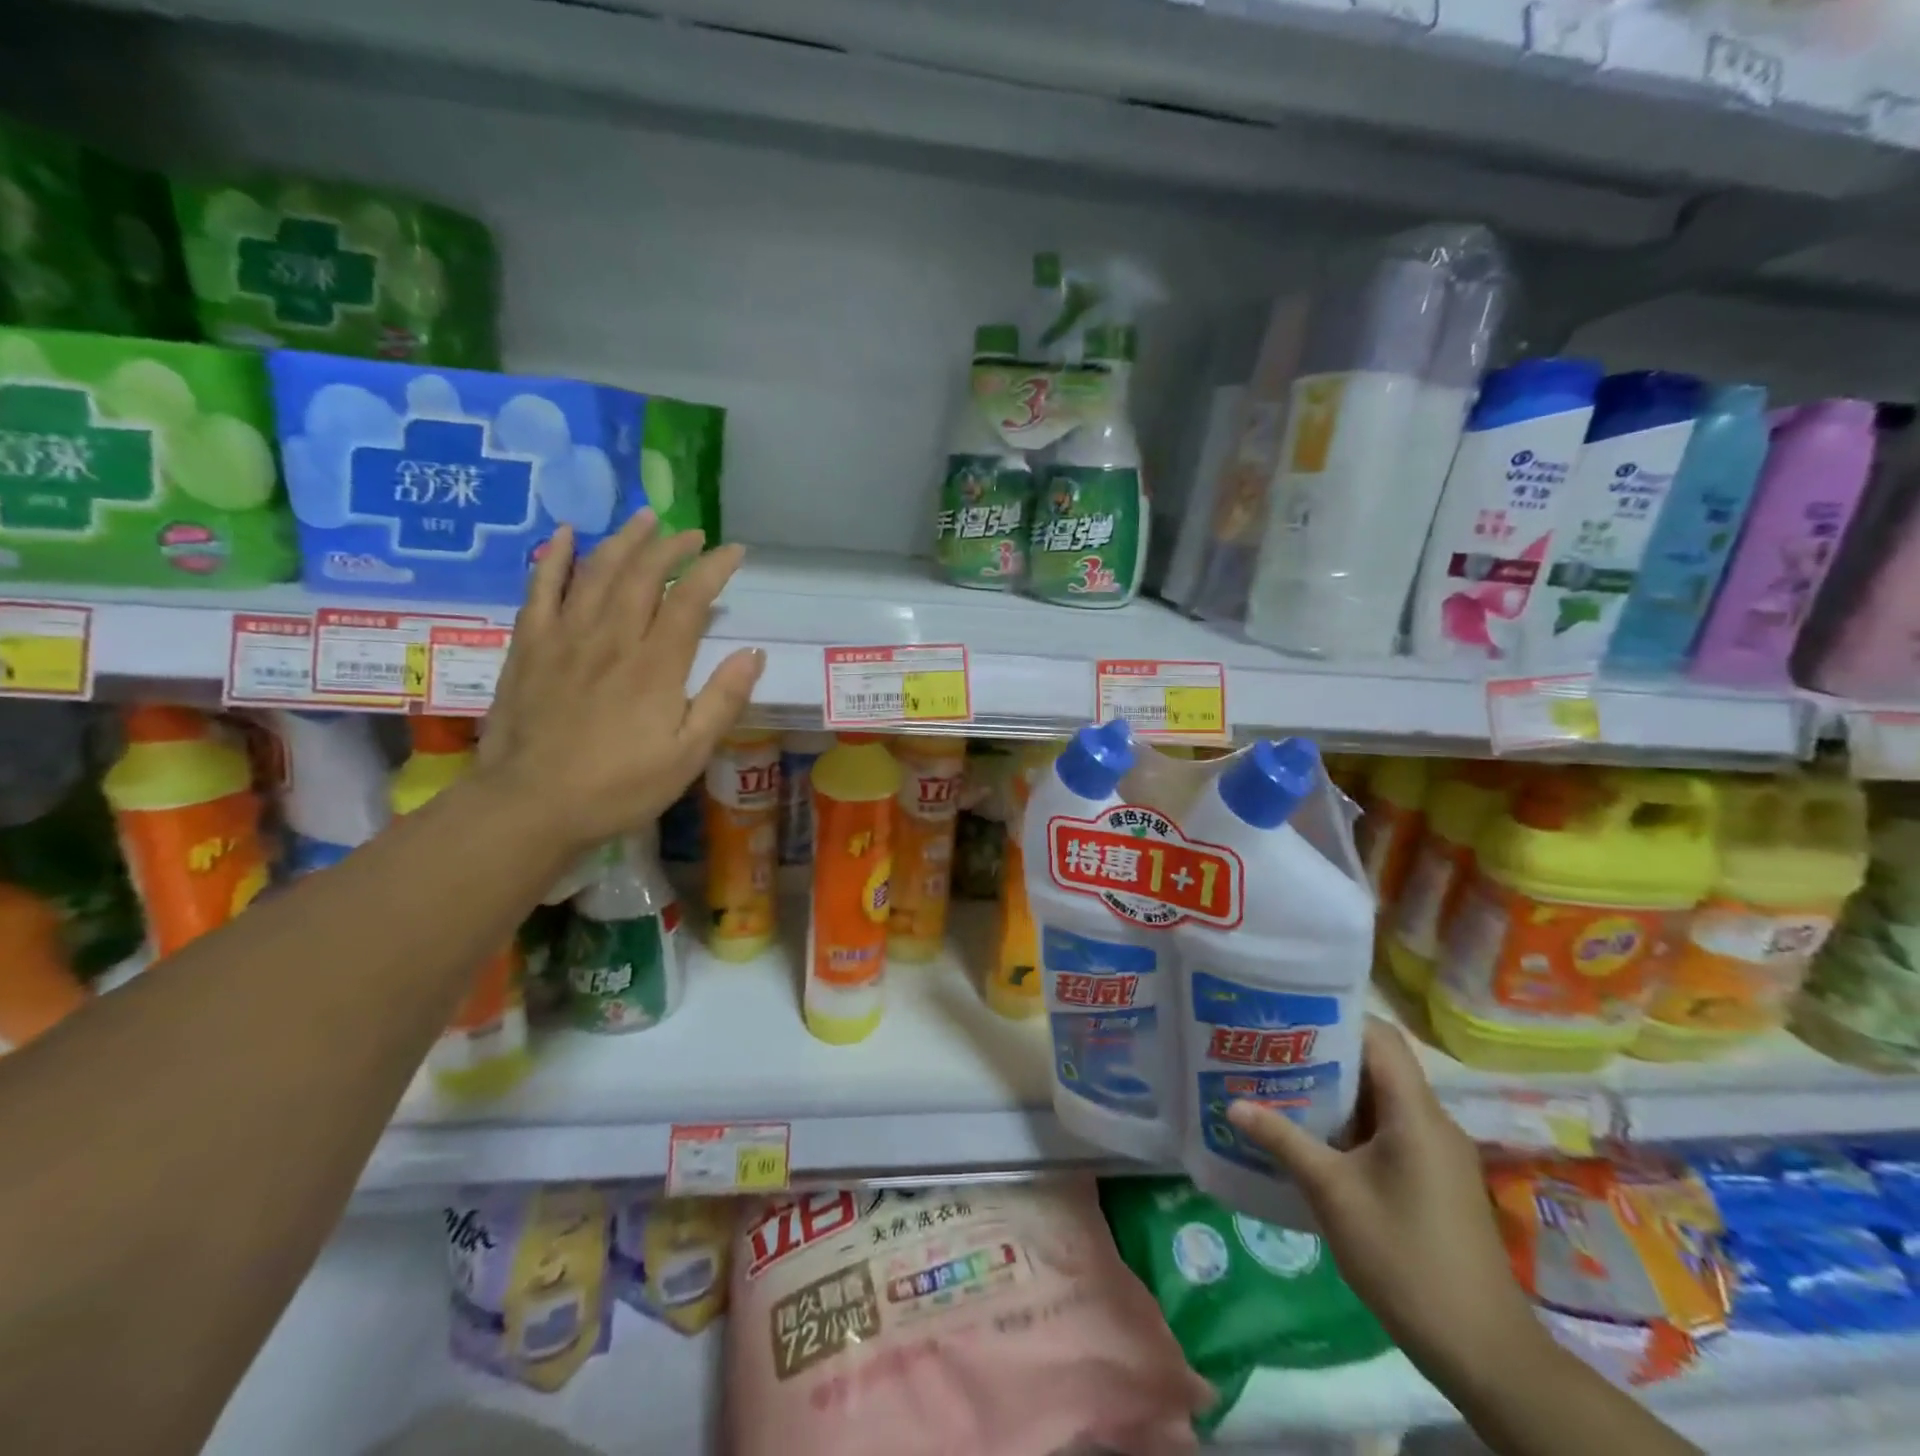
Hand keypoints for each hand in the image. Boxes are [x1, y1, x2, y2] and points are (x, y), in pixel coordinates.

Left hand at [475, 511, 762, 857]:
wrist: (530, 805)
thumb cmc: (619, 787)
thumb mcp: (688, 755)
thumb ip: (722, 701)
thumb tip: (753, 653)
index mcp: (655, 665)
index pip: (689, 599)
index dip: (713, 569)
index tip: (734, 551)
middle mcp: (612, 638)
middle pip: (642, 574)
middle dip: (671, 547)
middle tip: (692, 533)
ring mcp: (565, 637)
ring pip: (596, 572)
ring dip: (623, 540)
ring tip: (644, 519)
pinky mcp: (529, 646)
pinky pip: (540, 588)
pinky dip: (554, 557)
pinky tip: (566, 534)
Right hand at [1226, 1018, 1540, 1383]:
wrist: (1483, 1351)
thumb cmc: (1405, 1257)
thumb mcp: (1333, 1195)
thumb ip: (1284, 1141)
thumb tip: (1233, 1105)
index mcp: (1416, 1113)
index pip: (1379, 1037)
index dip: (1335, 1017)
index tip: (1286, 1015)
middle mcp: (1431, 1121)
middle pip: (1377, 1065)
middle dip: (1322, 1053)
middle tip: (1269, 1048)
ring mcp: (1435, 1153)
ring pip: (1379, 1100)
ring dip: (1333, 1091)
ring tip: (1278, 1084)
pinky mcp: (1432, 1179)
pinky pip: (1387, 1131)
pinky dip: (1349, 1124)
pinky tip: (1309, 1136)